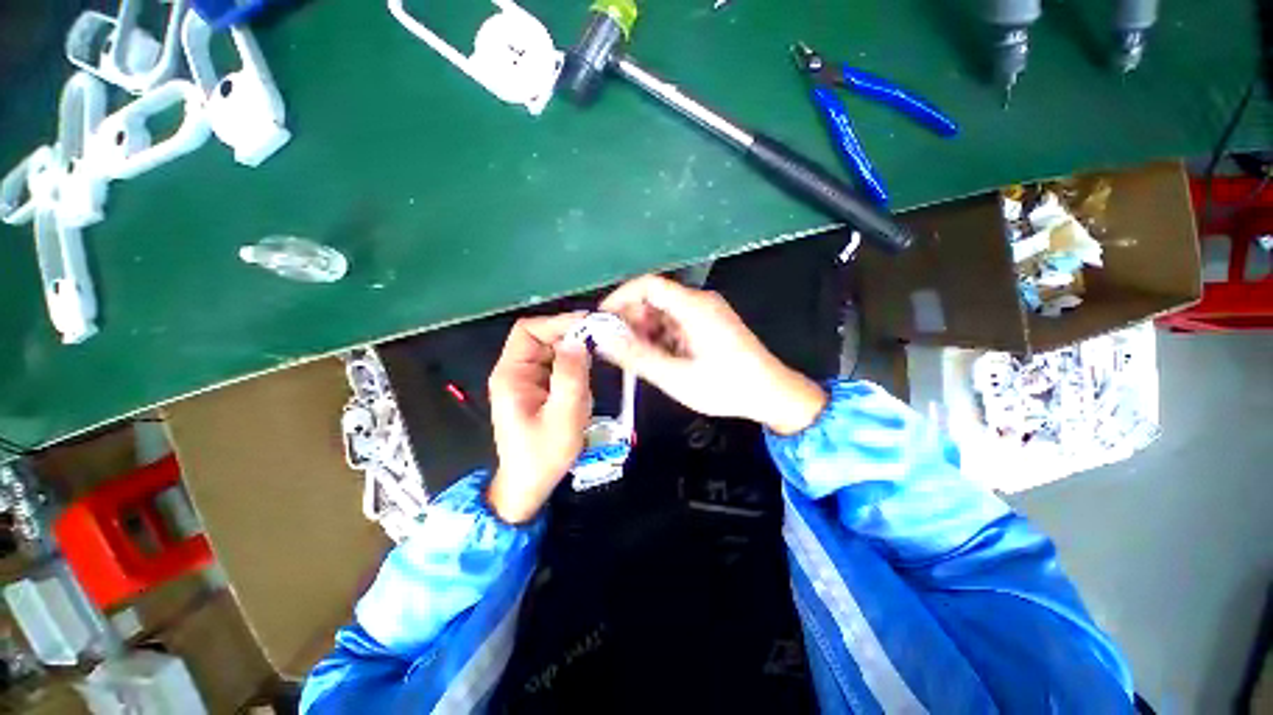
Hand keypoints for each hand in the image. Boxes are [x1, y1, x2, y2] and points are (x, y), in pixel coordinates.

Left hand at [487, 313, 590, 523]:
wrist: (529, 485)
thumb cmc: (544, 455)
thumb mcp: (563, 416)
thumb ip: (571, 376)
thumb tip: (579, 339)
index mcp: (512, 374)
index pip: (528, 331)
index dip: (557, 322)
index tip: (589, 325)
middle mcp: (516, 372)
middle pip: (542, 339)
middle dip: (570, 340)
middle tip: (600, 346)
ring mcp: (527, 381)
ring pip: (553, 353)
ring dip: (574, 358)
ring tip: (591, 374)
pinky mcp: (538, 390)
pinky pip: (557, 368)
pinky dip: (573, 371)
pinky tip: (583, 389)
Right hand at [598, 275, 826, 435]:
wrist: (772, 394)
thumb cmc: (726, 386)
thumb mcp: (676, 376)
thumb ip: (637, 357)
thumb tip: (603, 340)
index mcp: (694, 306)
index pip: (648, 285)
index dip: (620, 298)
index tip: (602, 321)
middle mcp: (700, 302)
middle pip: (655, 298)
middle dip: (631, 319)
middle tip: (617, 347)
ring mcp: (706, 313)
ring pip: (664, 313)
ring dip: (645, 331)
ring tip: (636, 357)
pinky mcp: (709, 325)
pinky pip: (676, 323)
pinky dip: (661, 337)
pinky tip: (658, 358)